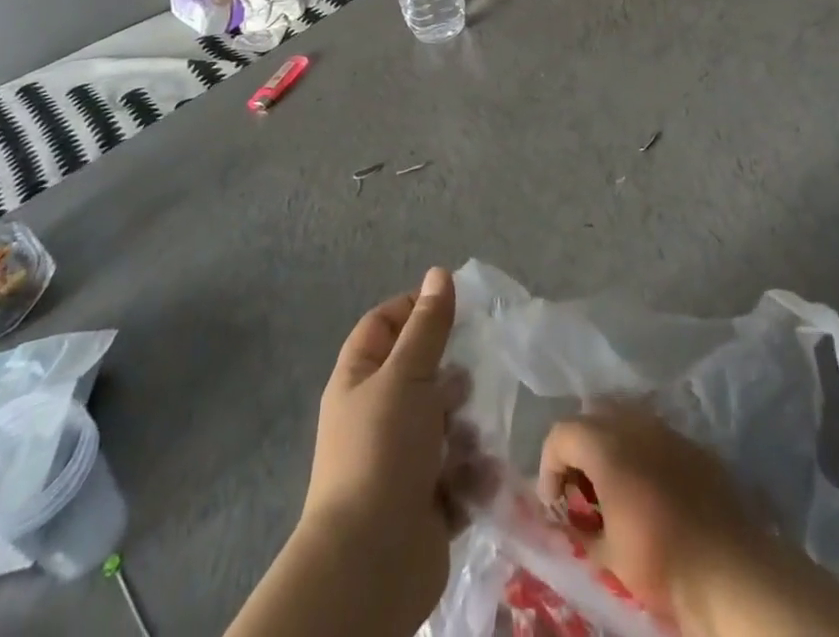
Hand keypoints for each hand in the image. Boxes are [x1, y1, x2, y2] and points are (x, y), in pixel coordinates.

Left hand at [298, 267, 478, 629]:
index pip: (384, 324)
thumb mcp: (407, 375)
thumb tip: (438, 273)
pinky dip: (471, 473)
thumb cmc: (384, 451)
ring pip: (444, 425)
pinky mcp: (426, 502)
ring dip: (465, 429)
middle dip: (449, 378)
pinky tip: (479, 476)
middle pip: (420, 375)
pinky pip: (457, 473)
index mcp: (359, 380)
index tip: (454, 308)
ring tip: (469, 438)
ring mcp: (400, 461)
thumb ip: (428, 325)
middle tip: (467, 382)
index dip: (415, 309)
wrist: (371, 564)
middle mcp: (377, 415)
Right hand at [538, 406, 764, 630]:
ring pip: (626, 415)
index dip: (549, 464)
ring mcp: (666, 427)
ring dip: (611, 441)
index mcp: (606, 445)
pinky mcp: (691, 441)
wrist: (729, 565)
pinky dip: (641, 448)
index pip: (561, 433)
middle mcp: (633, 422)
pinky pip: (655, 431)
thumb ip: (580, 530)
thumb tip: (567, 522)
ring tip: (614, 482)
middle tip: (581, 484)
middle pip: (592, 412)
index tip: (555, 502)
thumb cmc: (660, 558)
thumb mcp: (608, 556)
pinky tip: (648, 484)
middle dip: (579, 443)